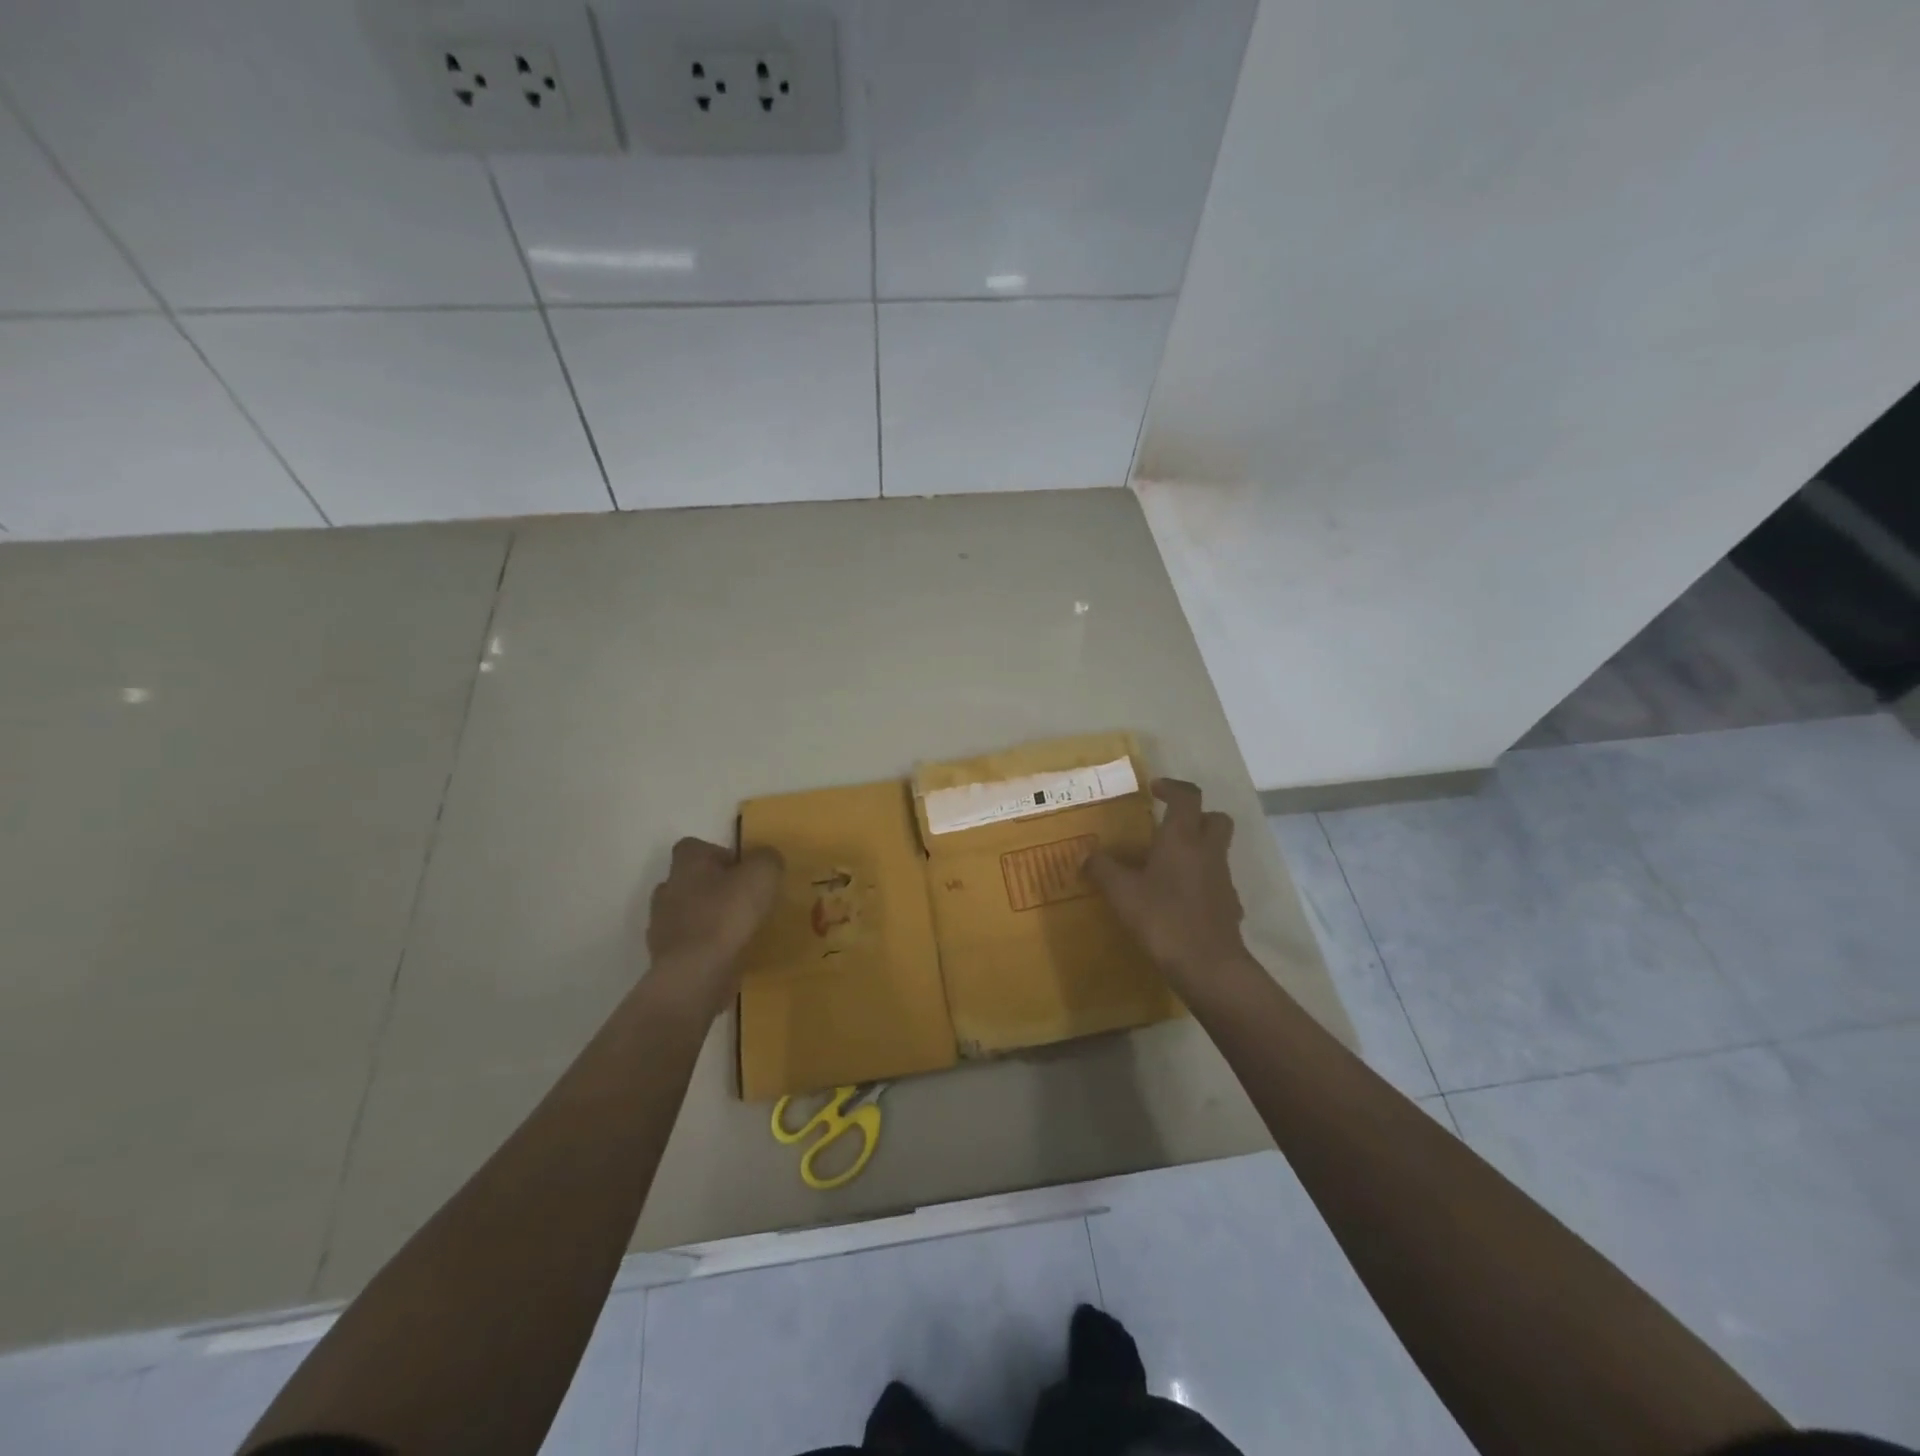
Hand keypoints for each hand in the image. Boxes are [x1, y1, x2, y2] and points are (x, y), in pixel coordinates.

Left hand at [644, 838, 783, 1016]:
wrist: (696, 974)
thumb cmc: (727, 915)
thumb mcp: (762, 875)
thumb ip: (767, 859)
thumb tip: (765, 860)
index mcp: (686, 864)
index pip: (695, 847)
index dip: (719, 855)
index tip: (742, 871)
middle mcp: (668, 889)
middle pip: (690, 880)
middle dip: (714, 888)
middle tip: (744, 901)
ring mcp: (661, 925)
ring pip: (687, 914)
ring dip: (708, 918)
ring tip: (738, 931)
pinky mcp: (665, 958)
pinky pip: (689, 944)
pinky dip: (705, 947)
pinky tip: (728, 955)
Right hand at [1085, 779, 1249, 988]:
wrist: (1208, 965)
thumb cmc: (1163, 918)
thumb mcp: (1122, 893)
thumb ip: (1103, 869)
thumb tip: (1085, 854)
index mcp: (1182, 838)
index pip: (1188, 796)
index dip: (1173, 787)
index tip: (1155, 789)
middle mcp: (1208, 851)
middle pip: (1215, 819)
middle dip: (1197, 816)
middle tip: (1170, 826)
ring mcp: (1223, 879)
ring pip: (1217, 850)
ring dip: (1198, 849)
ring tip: (1168, 866)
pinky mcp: (1230, 905)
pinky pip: (1217, 882)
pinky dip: (1202, 881)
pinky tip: (1180, 899)